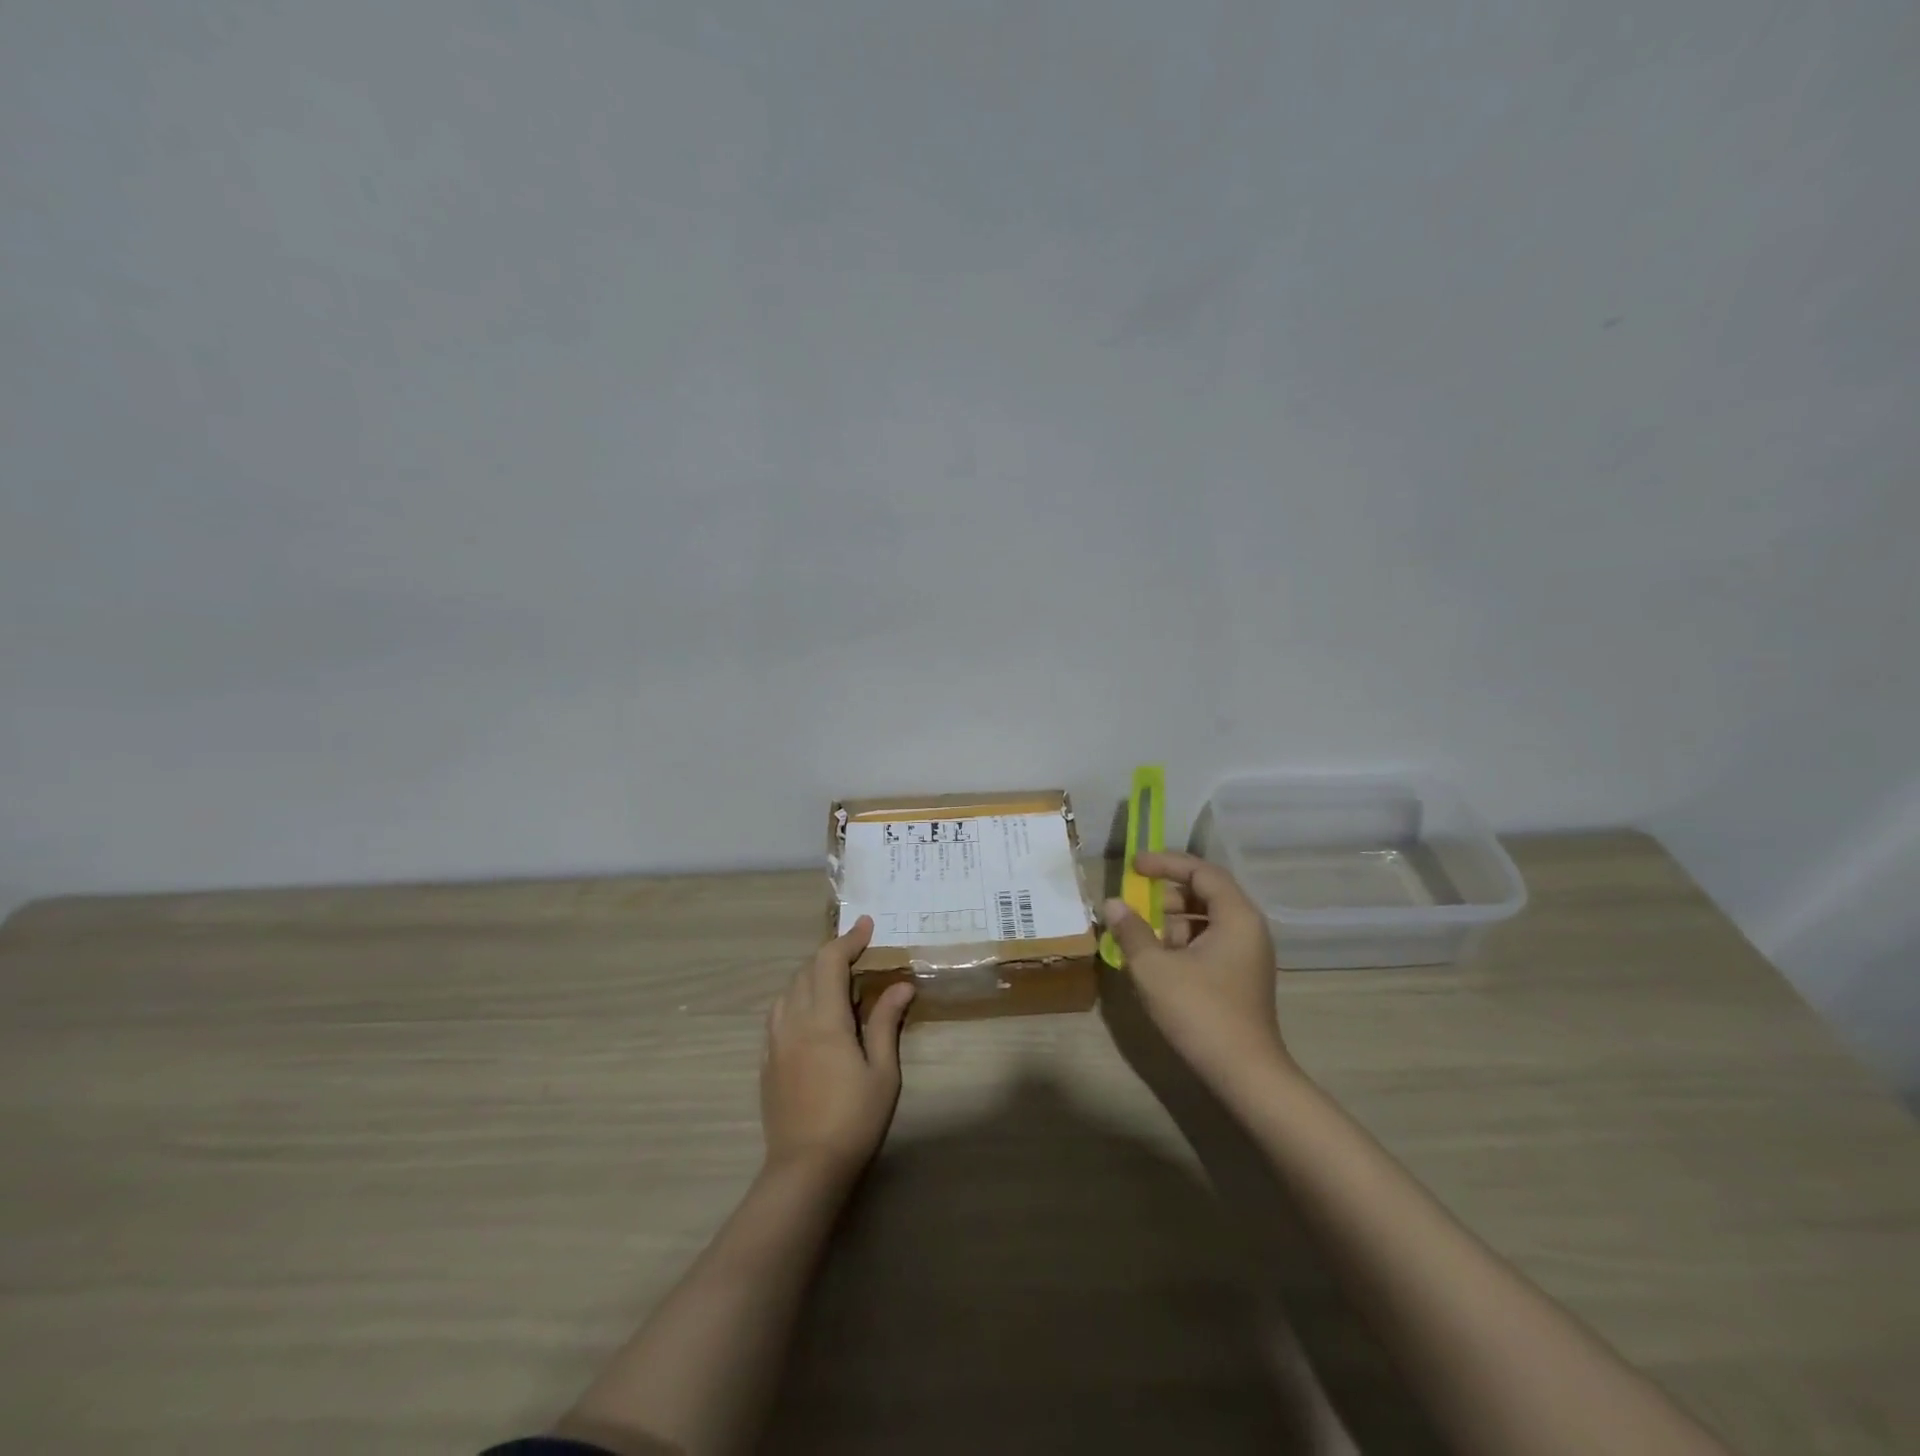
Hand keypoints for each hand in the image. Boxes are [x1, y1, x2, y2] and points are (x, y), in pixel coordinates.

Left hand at [760, 916, 914, 1178]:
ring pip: (788, 991)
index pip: (830, 962)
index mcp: (823, 1020)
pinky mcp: (766, 1062)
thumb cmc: (853, 1119)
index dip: (848, 939)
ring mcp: (774, 1042)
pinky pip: (777, 1015)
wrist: (805, 1169)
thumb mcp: (882, 1072)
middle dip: (831, 954)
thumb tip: (900, 985)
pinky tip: (810, 1015)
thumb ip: (885, 1023)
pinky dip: (796, 1000)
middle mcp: (793, 1022)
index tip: (867, 925)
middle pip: (806, 971)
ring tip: (835, 982)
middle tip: (858, 953)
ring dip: (811, 976)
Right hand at [1103, 850, 1295, 1086]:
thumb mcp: (1154, 968)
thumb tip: (1113, 904)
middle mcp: (1248, 928)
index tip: (1133, 866)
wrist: (1244, 1074)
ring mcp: (1247, 955)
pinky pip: (1209, 943)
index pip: (1201, 871)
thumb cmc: (1200, 1011)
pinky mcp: (1240, 978)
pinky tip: (1156, 961)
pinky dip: (1181, 943)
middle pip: (1205, 893)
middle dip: (1166, 894)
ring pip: (1205, 920)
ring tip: (1140, 936)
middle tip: (1135, 903)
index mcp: (1236, 916)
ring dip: (1171, 921)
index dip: (1165, 863)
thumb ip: (1131, 930)